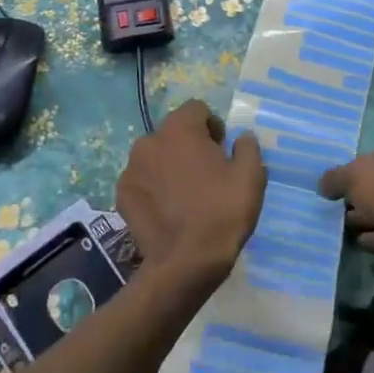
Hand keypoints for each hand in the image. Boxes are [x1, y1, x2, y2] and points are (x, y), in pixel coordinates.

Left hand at [115, 101, 264, 287]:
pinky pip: (142, 179)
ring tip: (185, 194)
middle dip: (189, 145)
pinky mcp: (122, 193)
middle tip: (206, 174)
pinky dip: (154, 187)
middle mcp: (149, 140)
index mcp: (180, 129)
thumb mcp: (251, 176)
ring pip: (155, 155)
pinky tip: (167, 209)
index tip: (222, 151)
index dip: (213, 126)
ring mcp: (131, 168)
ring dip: (169, 164)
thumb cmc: (222, 213)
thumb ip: (247, 146)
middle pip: (174, 131)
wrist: (185, 263)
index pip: (197, 109)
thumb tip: (241, 137)